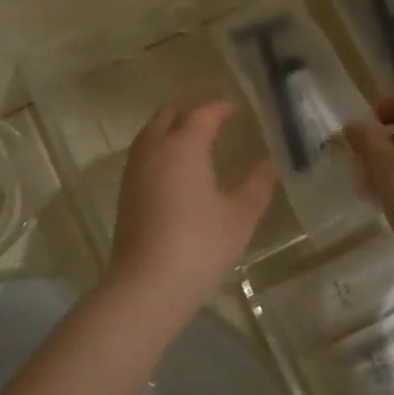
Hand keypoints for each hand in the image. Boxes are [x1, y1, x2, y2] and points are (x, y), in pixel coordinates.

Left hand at [107, 103, 276, 322]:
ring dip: (171, 129)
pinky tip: (175, 170)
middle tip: (214, 122)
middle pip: (168, 115)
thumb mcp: (240, 216)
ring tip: (194, 142)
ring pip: (150, 134)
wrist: (146, 285)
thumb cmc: (199, 245)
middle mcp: (154, 150)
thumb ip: (257, 185)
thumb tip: (268, 164)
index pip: (201, 114)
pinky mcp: (125, 192)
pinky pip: (142, 155)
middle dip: (191, 113)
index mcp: (183, 147)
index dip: (219, 109)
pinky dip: (159, 149)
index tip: (235, 109)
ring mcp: (134, 171)